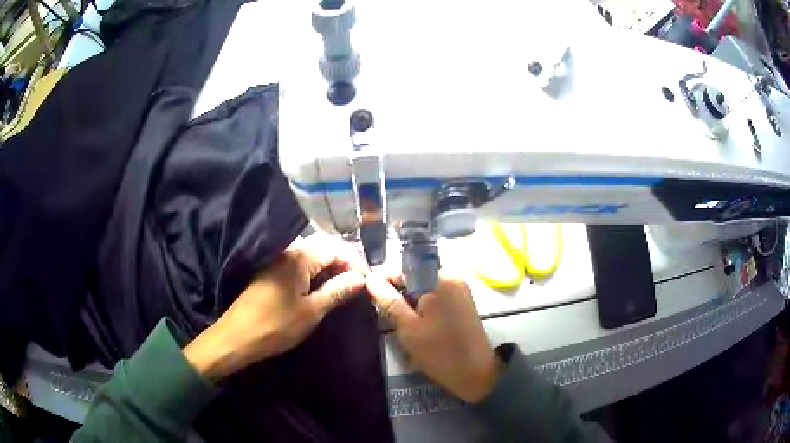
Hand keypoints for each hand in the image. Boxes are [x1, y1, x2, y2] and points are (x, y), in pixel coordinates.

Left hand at [184, 233, 367, 381]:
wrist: (237, 336)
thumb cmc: (276, 325)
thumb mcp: (312, 311)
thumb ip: (337, 291)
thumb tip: (360, 278)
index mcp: (300, 257)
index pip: (335, 248)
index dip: (354, 262)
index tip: (367, 281)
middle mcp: (288, 252)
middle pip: (323, 247)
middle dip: (343, 262)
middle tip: (357, 283)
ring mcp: (277, 262)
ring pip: (310, 256)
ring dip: (329, 268)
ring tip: (342, 288)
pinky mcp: (271, 273)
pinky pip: (299, 265)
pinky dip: (314, 273)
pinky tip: (320, 290)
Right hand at [366, 272, 502, 402]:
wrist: (476, 374)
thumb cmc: (440, 352)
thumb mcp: (408, 328)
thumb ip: (389, 301)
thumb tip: (370, 279)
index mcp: (440, 279)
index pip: (404, 269)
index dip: (384, 279)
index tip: (367, 291)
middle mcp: (453, 278)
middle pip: (416, 278)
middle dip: (397, 292)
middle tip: (380, 310)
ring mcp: (460, 291)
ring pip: (425, 289)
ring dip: (409, 301)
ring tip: (395, 319)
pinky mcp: (463, 303)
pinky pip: (437, 298)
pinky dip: (423, 307)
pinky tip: (414, 324)